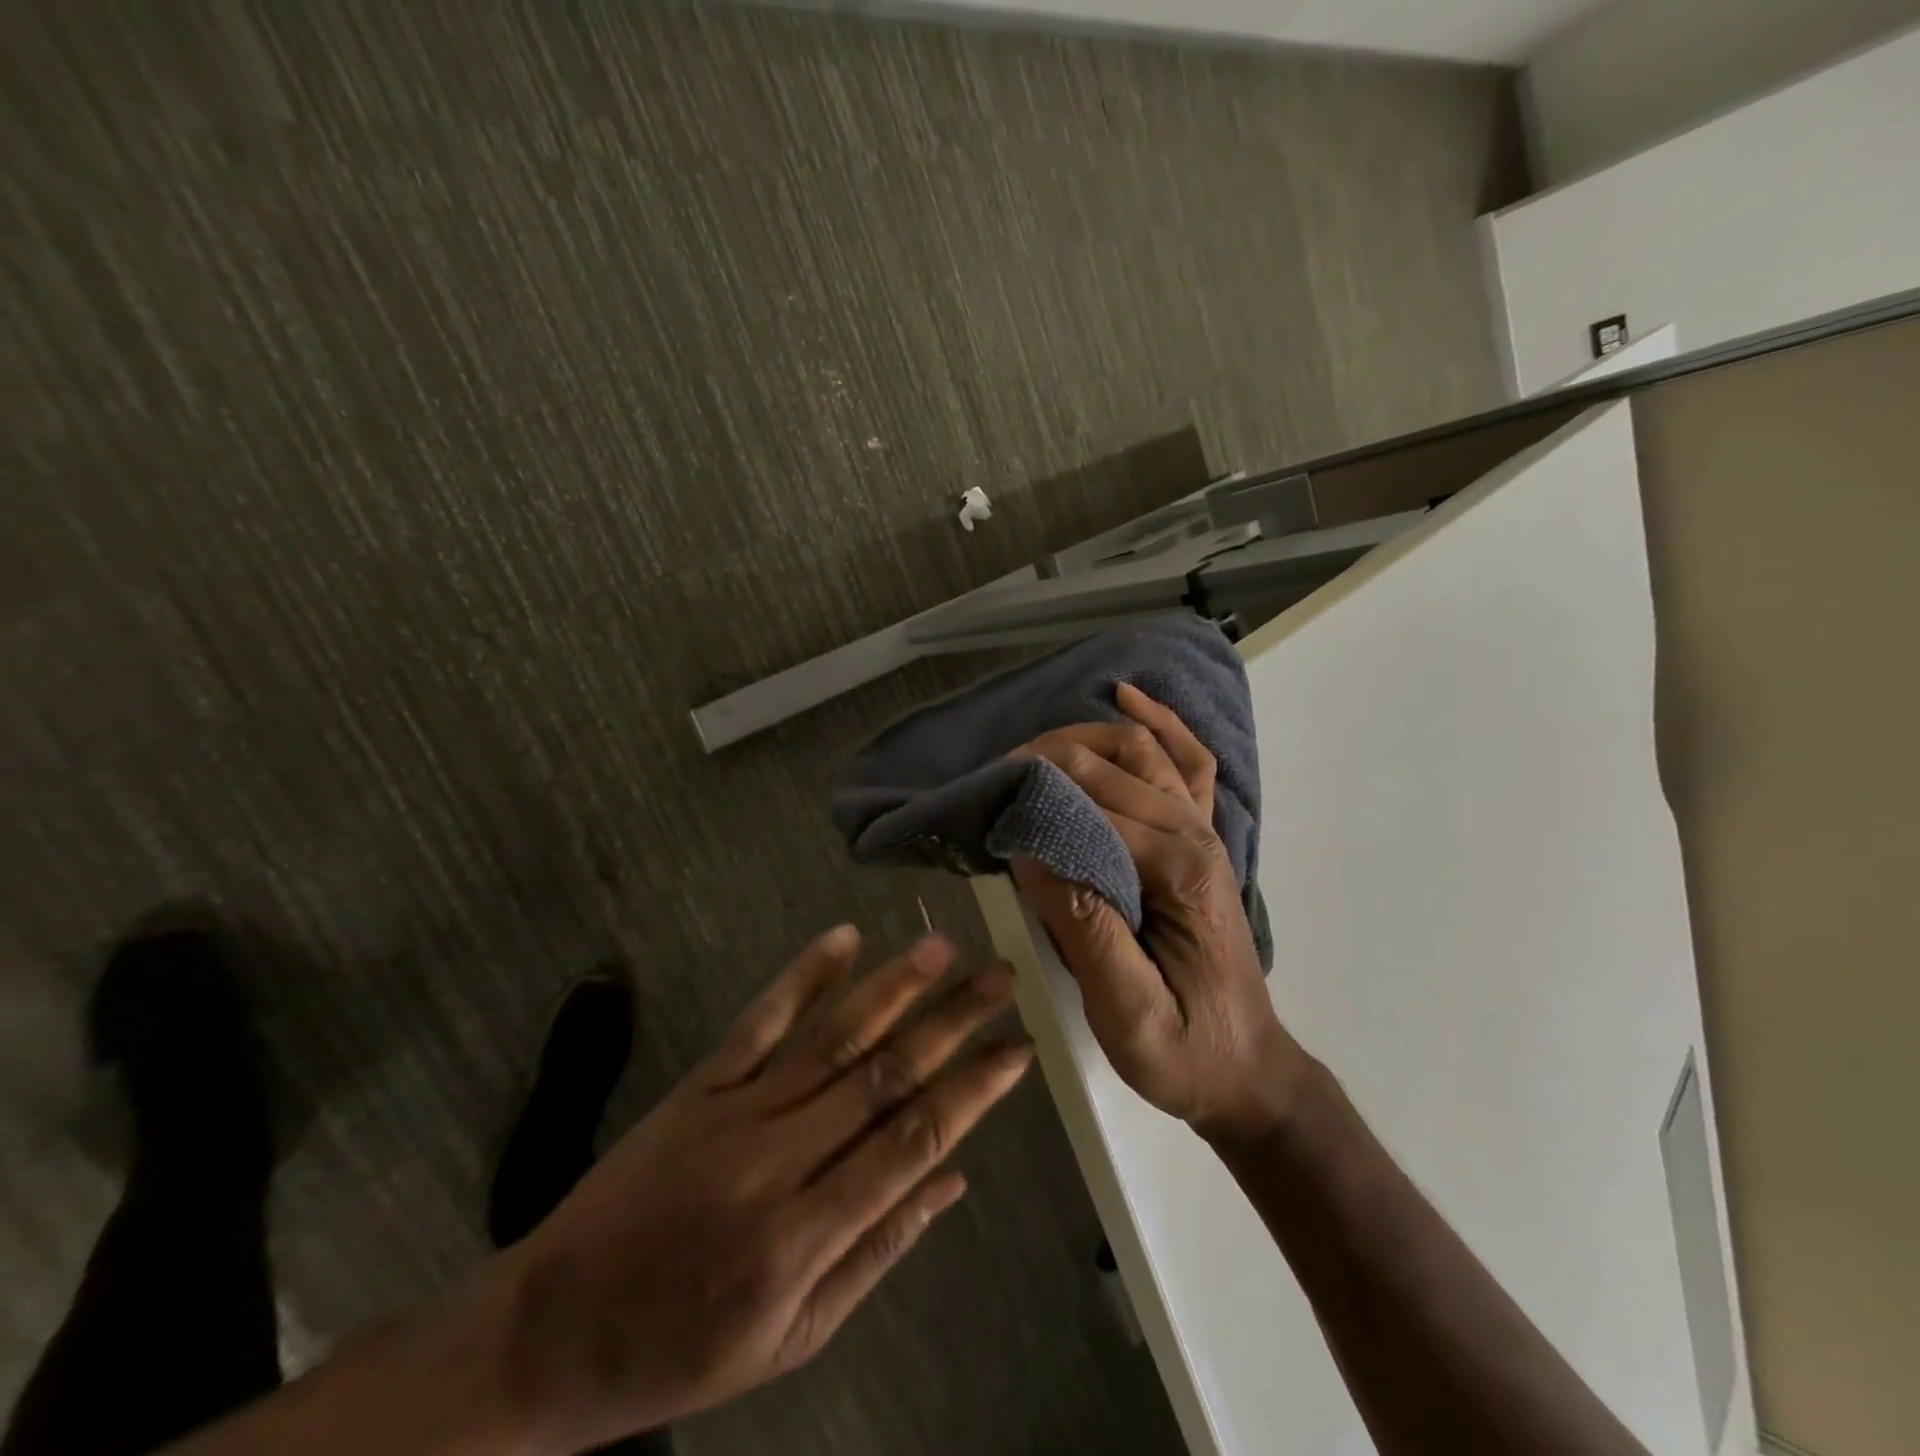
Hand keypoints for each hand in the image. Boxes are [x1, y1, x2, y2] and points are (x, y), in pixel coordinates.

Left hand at [489, 928, 1030, 1450]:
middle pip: (884, 1076)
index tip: (1018, 1048)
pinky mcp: (700, 1085)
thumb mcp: (794, 1337)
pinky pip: (760, 1021)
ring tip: (943, 948)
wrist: (547, 1332)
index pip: (912, 1141)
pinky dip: (805, 976)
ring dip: (892, 988)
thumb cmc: (682, 1347)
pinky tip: (844, 939)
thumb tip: (954, 1180)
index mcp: (807, 1234)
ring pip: (832, 1038)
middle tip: (1002, 977)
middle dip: (952, 1022)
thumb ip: (878, 1251)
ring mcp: (736, 1111)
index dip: (973, 1090)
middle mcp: (779, 1160)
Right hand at [1012, 684, 1308, 1144]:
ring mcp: (1204, 831)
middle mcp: (1195, 835)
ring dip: (1088, 735)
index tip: (989, 804)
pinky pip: (1187, 763)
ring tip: (1034, 746)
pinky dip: (1159, 724)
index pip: (1096, 806)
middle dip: (1050, 758)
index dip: (1038, 796)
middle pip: (1115, 765)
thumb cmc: (1183, 1051)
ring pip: (1145, 750)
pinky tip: (1128, 697)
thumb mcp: (1128, 1016)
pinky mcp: (1201, 837)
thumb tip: (1032, 854)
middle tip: (995, 776)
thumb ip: (1085, 932)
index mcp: (1179, 872)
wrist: (1246, 1069)